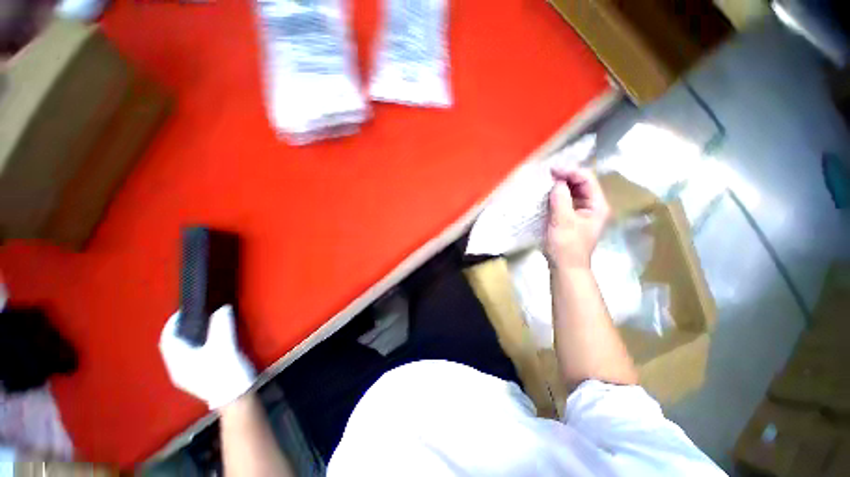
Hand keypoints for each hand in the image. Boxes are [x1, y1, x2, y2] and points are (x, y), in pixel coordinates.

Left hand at [159, 305, 255, 409]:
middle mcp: (178, 370)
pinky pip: (190, 357)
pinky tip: (207, 343)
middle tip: (194, 316)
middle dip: (180, 330)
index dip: (172, 323)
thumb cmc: (226, 372)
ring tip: (201, 326)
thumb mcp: (225, 347)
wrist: (235, 397)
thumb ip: (221, 326)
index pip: (167, 339)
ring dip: (187, 338)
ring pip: (181, 352)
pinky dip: (194, 346)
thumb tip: (221, 308)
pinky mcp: (198, 378)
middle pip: (172, 346)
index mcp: (178, 363)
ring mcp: (187, 376)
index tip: (184, 310)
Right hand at [545, 168, 609, 269]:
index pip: (587, 180)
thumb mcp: (563, 221)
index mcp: (597, 206)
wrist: (565, 267)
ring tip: (546, 181)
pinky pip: (566, 201)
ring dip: (560, 186)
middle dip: (565, 177)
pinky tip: (546, 195)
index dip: (571, 172)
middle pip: (581, 184)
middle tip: (547, 174)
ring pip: (573, 192)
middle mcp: (592, 207)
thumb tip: (557, 183)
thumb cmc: (566, 245)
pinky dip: (557, 196)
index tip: (552, 170)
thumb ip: (561, 199)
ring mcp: (582, 213)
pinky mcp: (571, 218)